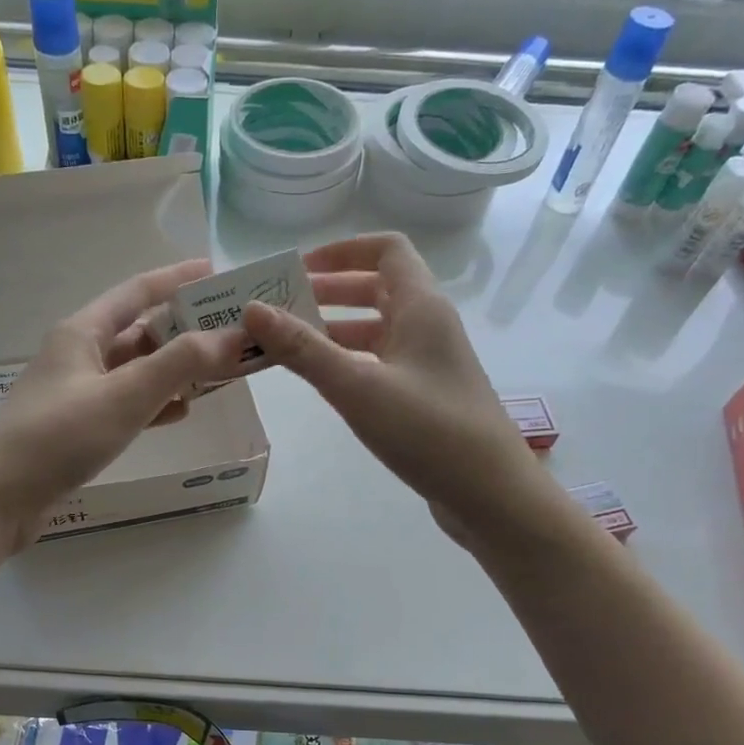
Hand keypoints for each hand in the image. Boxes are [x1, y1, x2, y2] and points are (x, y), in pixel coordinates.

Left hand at [0, 258, 246, 548]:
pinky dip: (154, 404)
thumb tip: (234, 336)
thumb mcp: (124, 395)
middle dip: (184, 331)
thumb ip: (180, 364)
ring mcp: (76, 393)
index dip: (177, 279)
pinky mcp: (77, 428)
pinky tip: (179, 413)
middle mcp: (78, 355)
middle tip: (230, 333)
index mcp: (82, 332)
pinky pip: (126, 405)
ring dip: (173, 370)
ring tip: (217, 373)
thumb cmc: (58, 436)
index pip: (137, 292)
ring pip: (135, 371)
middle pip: (139, 332)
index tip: (215, 272)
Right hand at [241, 232, 544, 545]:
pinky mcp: (425, 396)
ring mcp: (429, 363)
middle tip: (281, 307)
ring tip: (288, 345)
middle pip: (377, 288)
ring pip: (377, 329)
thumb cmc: (428, 431)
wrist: (490, 494)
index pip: (385, 250)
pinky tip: (323, 381)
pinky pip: (380, 362)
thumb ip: (304, 349)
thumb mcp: (357, 386)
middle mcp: (428, 326)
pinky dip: (349, 361)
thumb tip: (253, 310)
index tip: (298, 269)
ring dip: (335, 329)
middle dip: (329, 291)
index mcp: (421, 307)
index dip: (341, 251)